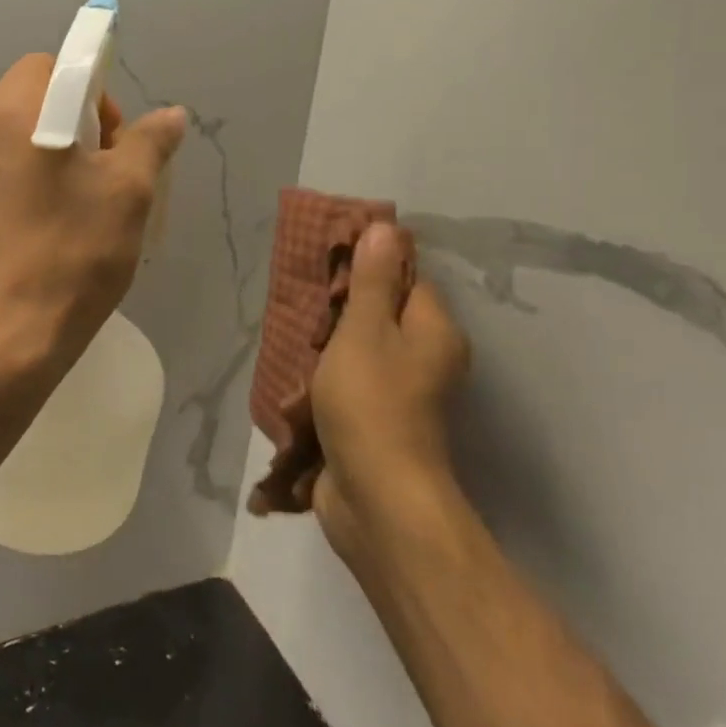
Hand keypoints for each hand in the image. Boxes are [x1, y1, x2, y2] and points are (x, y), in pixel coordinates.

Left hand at [0, 54, 186, 382]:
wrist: (8, 340)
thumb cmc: (73, 255)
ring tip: (83, 202)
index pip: (55, 64)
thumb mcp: (129, 193)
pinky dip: (31, 175)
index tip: (113, 138)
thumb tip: (171, 115)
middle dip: (78, 119)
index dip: (95, 90)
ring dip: (55, 149)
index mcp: (12, 112)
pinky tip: (52, 223)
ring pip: (17, 133)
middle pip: (34, 95)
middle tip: (106, 171)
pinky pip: (1, 167)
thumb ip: (151, 141)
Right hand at [310, 222, 470, 564]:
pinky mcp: (375, 422)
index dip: (369, 267)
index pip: (407, 279)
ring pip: (360, 351)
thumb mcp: (365, 331)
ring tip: (291, 335)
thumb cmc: (372, 403)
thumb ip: (372, 281)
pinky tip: (295, 376)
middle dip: (339, 309)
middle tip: (301, 302)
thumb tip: (386, 227)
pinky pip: (349, 384)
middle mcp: (426, 360)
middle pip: (381, 315)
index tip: (326, 264)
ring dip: (327, 346)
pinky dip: (324, 379)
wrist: (376, 498)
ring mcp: (402, 396)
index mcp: (434, 332)